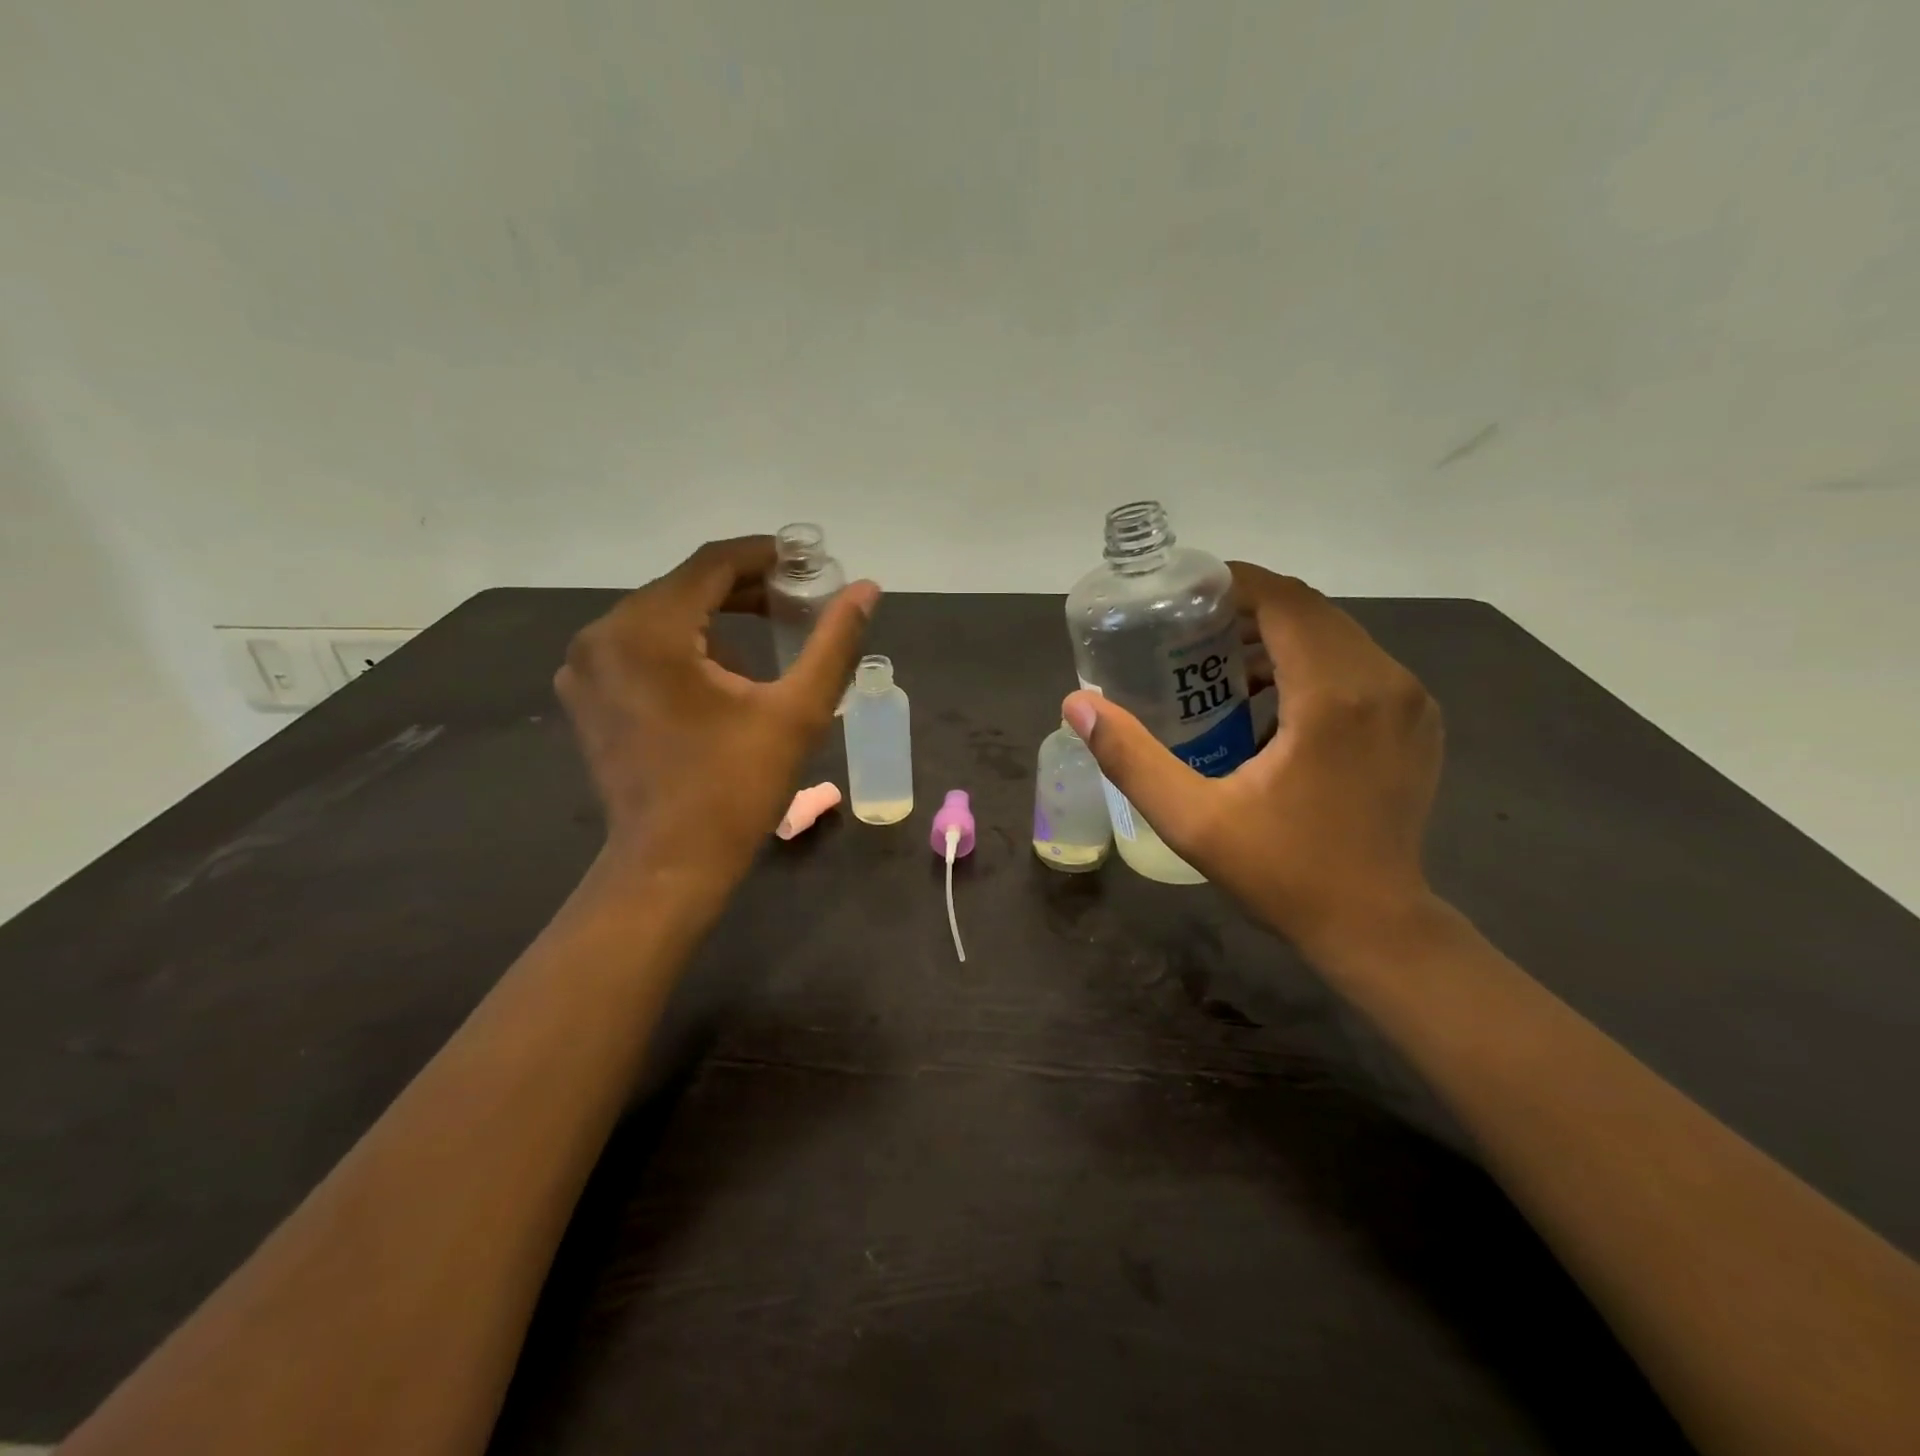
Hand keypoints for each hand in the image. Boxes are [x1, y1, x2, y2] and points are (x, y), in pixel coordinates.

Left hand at [556, 536, 878, 877]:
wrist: (670, 864)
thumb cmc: (737, 788)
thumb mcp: (798, 712)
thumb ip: (834, 642)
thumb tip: (867, 589)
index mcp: (648, 631)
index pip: (712, 564)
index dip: (764, 555)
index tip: (806, 562)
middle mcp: (603, 635)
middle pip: (684, 588)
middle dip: (744, 589)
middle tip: (797, 600)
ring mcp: (586, 667)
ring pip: (663, 616)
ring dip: (716, 618)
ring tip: (769, 637)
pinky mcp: (587, 695)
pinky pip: (641, 647)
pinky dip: (684, 646)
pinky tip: (722, 675)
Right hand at [1063, 564, 1441, 951]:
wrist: (1376, 926)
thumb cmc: (1283, 872)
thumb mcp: (1192, 819)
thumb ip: (1131, 758)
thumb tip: (1078, 705)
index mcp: (1334, 695)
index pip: (1286, 602)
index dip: (1235, 584)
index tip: (1186, 595)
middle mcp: (1385, 681)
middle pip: (1311, 612)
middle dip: (1250, 610)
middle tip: (1192, 632)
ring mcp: (1411, 701)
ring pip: (1337, 635)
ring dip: (1280, 637)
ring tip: (1221, 666)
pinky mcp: (1418, 721)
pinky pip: (1360, 665)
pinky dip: (1312, 663)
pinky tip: (1272, 702)